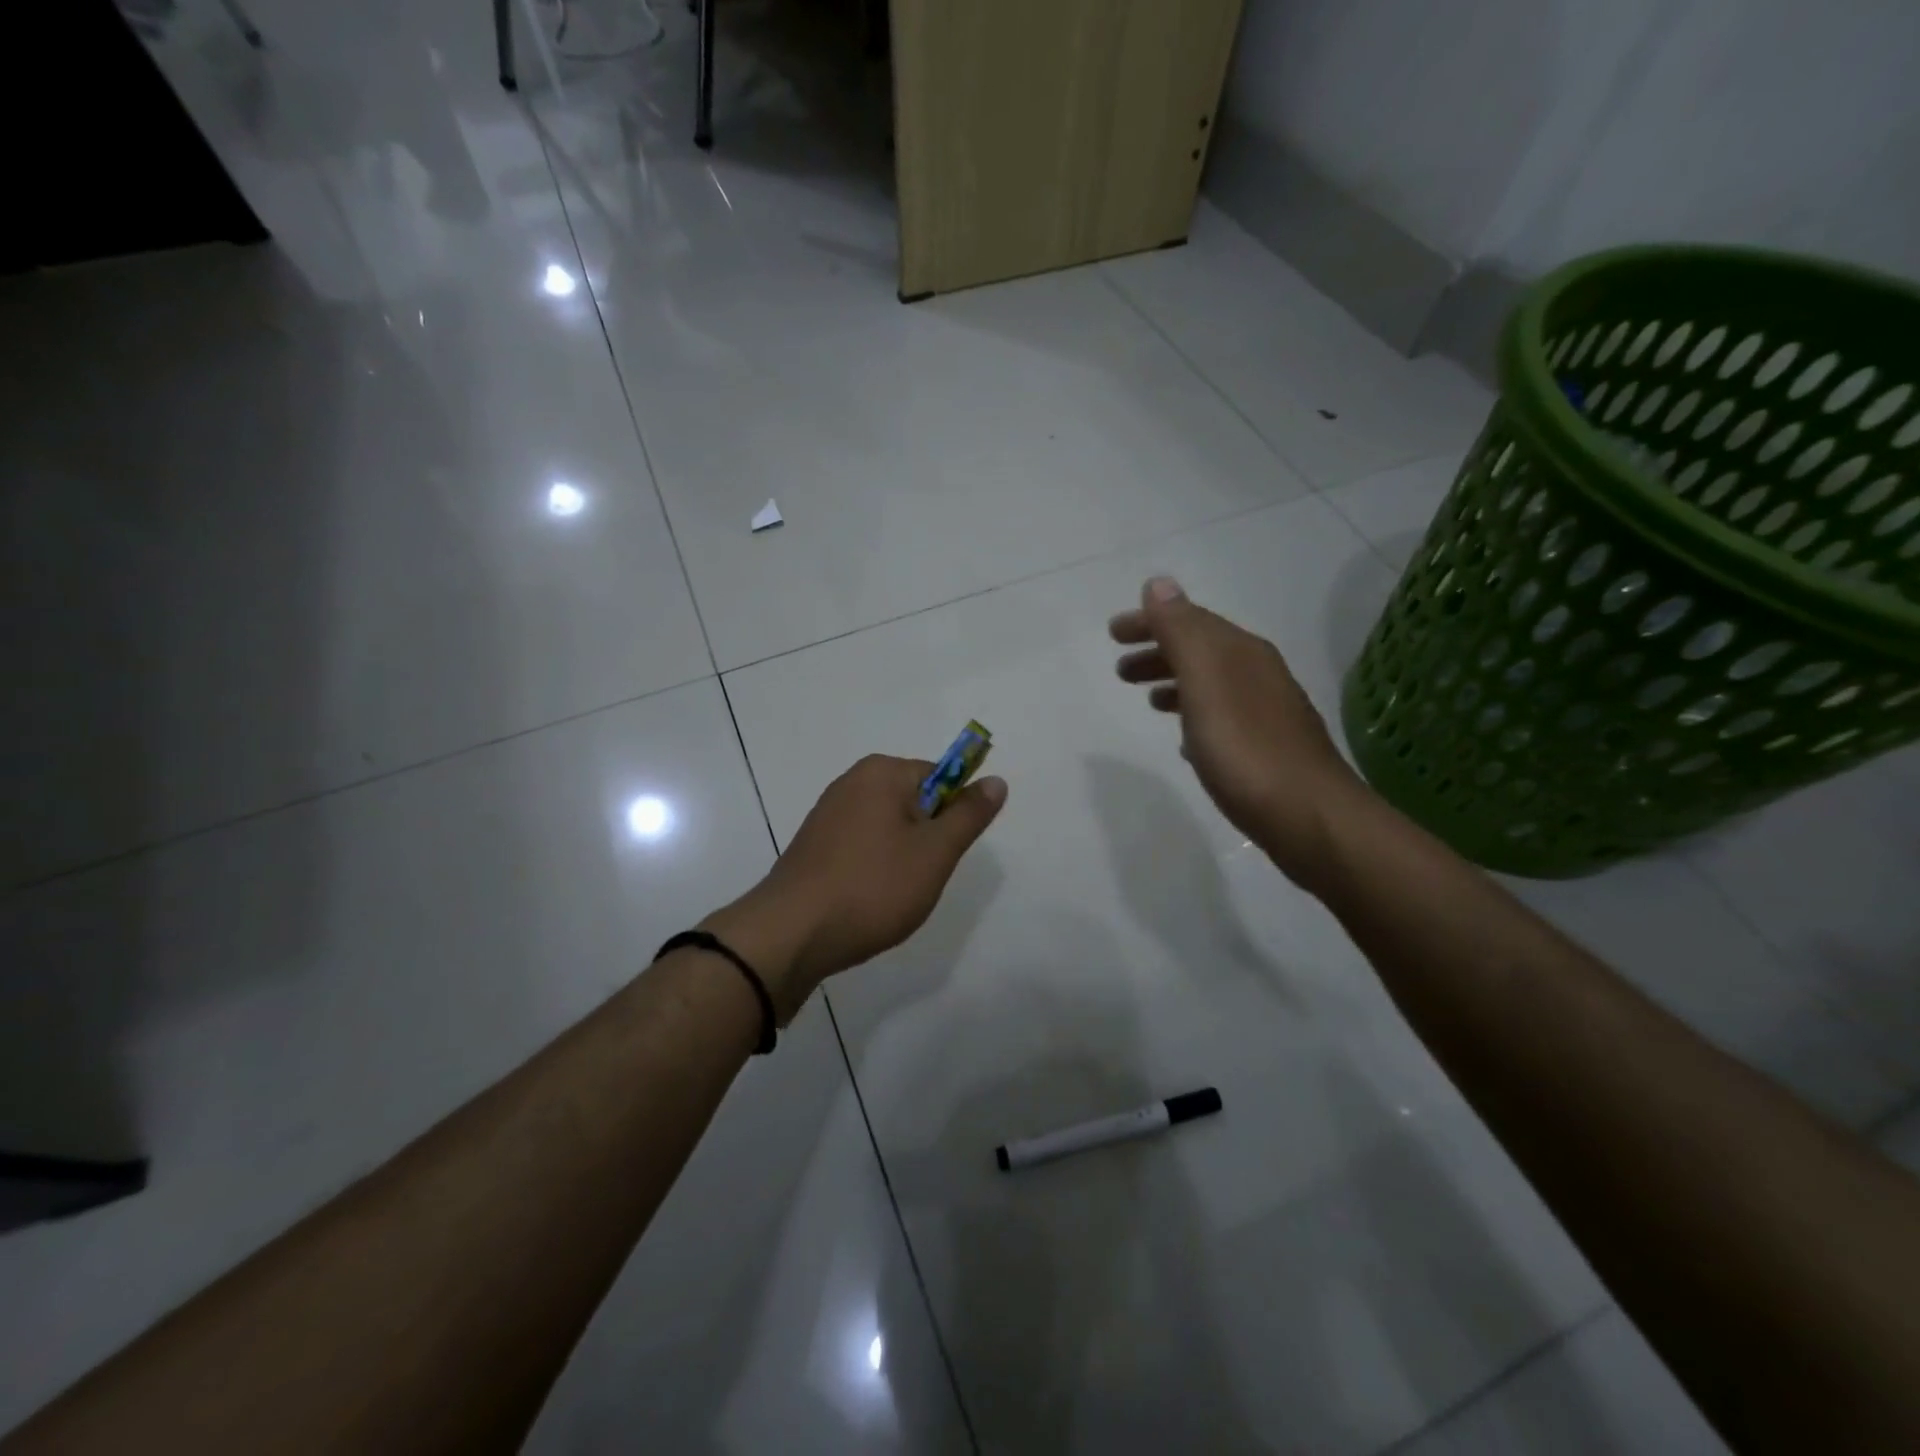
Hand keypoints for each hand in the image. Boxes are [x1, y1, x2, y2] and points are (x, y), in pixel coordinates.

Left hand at [704, 755, 1005, 1018]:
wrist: (791, 934)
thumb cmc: (873, 887)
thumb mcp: (935, 852)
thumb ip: (969, 815)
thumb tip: (996, 780)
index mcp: (882, 772)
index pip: (941, 777)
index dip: (954, 815)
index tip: (947, 853)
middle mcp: (852, 782)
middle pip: (914, 802)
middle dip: (927, 839)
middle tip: (922, 877)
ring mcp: (827, 814)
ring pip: (889, 829)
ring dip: (902, 858)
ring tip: (894, 894)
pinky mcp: (814, 845)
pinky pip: (861, 847)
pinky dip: (873, 869)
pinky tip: (868, 900)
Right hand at [1110, 576, 1362, 884]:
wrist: (1308, 816)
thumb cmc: (1246, 748)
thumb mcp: (1206, 681)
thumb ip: (1180, 632)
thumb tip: (1159, 583)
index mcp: (1241, 653)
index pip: (1190, 621)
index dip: (1150, 622)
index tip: (1113, 633)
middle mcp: (1259, 674)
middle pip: (1201, 651)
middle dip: (1159, 652)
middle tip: (1120, 670)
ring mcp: (1267, 713)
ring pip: (1211, 685)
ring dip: (1176, 684)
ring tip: (1147, 700)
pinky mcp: (1268, 750)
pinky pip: (1222, 719)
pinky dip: (1196, 718)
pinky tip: (1186, 741)